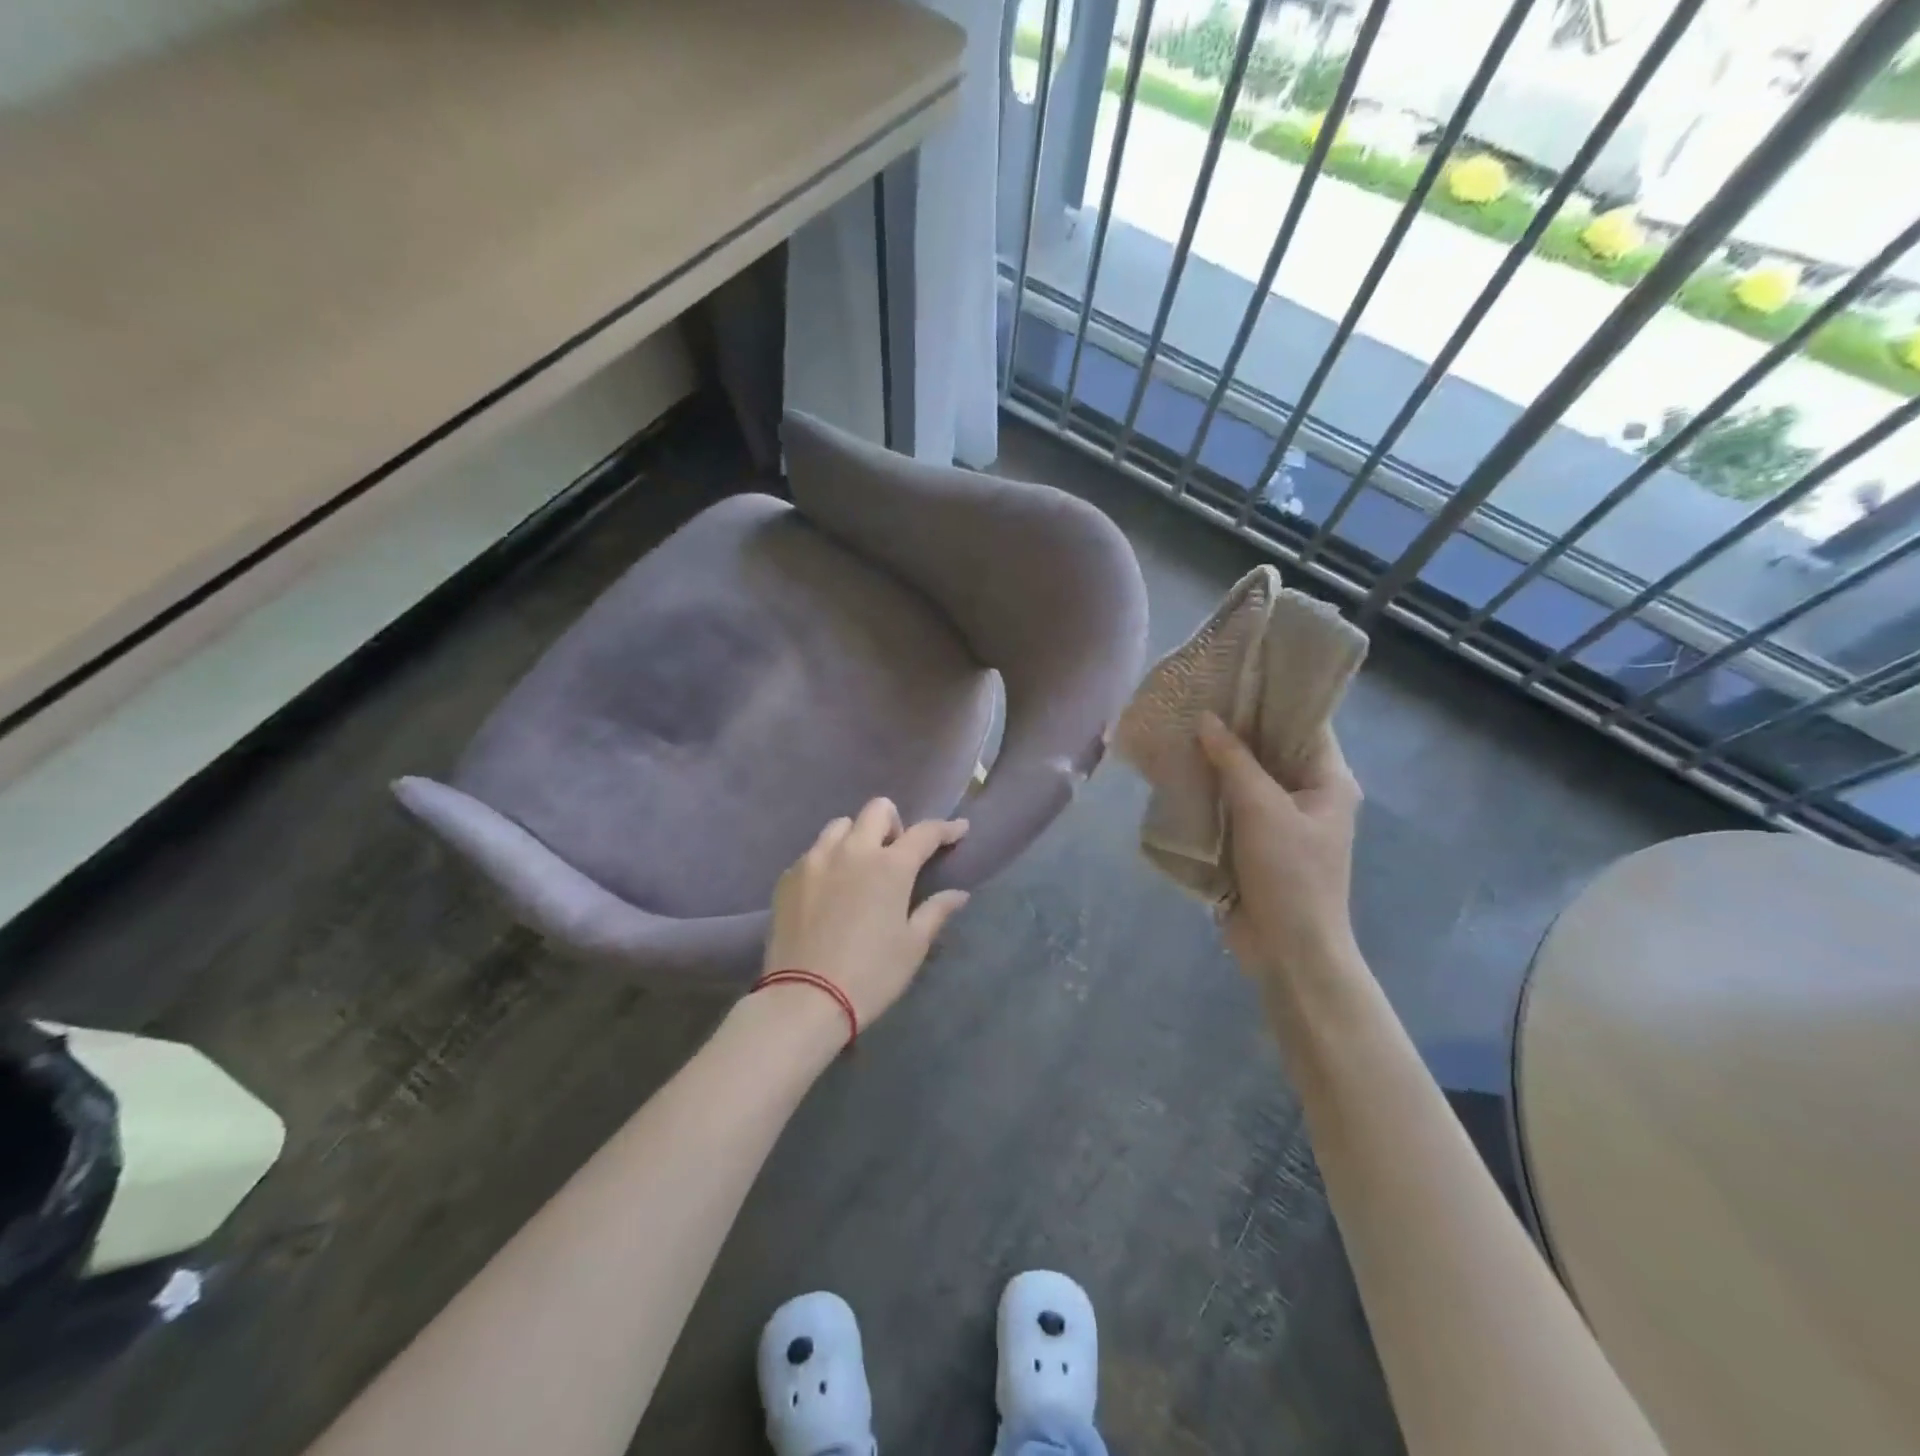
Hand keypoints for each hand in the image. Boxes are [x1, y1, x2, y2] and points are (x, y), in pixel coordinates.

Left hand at [760, 798, 971, 1029]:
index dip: (946, 828)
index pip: (925, 832)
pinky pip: (813, 852)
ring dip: (857, 837)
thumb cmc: (871, 974)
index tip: (959, 829)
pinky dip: (828, 861)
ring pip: (840, 826)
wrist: (804, 999)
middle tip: (896, 855)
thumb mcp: (912, 946)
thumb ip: (936, 911)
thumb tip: (958, 894)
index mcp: (890, 866)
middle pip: (877, 810)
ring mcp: (815, 860)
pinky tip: (829, 890)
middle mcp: (853, 851)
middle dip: (894, 823)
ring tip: (859, 868)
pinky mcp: (788, 877)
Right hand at [1197, 711, 1360, 985]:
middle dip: (1236, 726)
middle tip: (1196, 695)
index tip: (1235, 671)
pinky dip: (1210, 788)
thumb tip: (1207, 719)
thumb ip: (1234, 761)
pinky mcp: (1254, 843)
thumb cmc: (1289, 875)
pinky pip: (1232, 804)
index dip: (1273, 696)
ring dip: (1218, 758)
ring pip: (1247, 776)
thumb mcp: (1262, 810)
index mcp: (1329, 781)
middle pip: (1272, 748)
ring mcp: (1280, 820)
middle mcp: (1308, 794)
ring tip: (1180, 725)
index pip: (1305, 723)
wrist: (1289, 951)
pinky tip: (1179, 770)